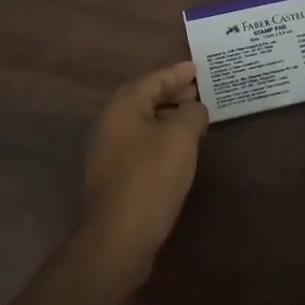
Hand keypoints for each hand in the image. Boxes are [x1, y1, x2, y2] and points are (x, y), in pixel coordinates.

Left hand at [78, 61, 208, 284]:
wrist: (119, 236)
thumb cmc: (151, 177)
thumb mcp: (181, 138)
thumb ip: (192, 113)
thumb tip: (195, 108)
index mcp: (122, 107)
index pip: (153, 79)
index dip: (177, 73)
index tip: (198, 68)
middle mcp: (109, 123)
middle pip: (142, 98)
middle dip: (170, 93)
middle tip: (197, 92)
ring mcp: (107, 151)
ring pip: (140, 122)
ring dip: (165, 116)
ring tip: (192, 119)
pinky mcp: (112, 175)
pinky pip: (138, 142)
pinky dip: (158, 136)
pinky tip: (177, 149)